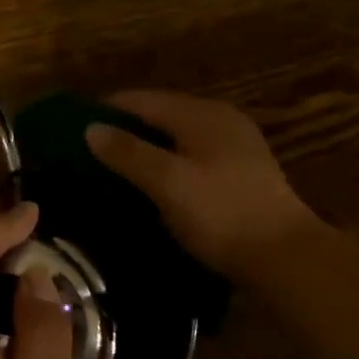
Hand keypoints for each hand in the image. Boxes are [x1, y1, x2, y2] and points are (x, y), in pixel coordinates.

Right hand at [85, 91, 322, 278]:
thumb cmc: (221, 214)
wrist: (285, 258)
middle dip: (125, 129)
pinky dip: (168, 162)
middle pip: (160, 114)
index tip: (73, 128)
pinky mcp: (242, 171)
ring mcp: (235, 144)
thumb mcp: (168, 183)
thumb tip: (90, 128)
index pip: (141, 100)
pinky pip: (192, 154)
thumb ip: (128, 153)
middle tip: (90, 151)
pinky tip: (155, 183)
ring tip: (114, 168)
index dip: (106, 110)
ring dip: (147, 147)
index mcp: (201, 114)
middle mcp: (220, 119)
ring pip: (177, 136)